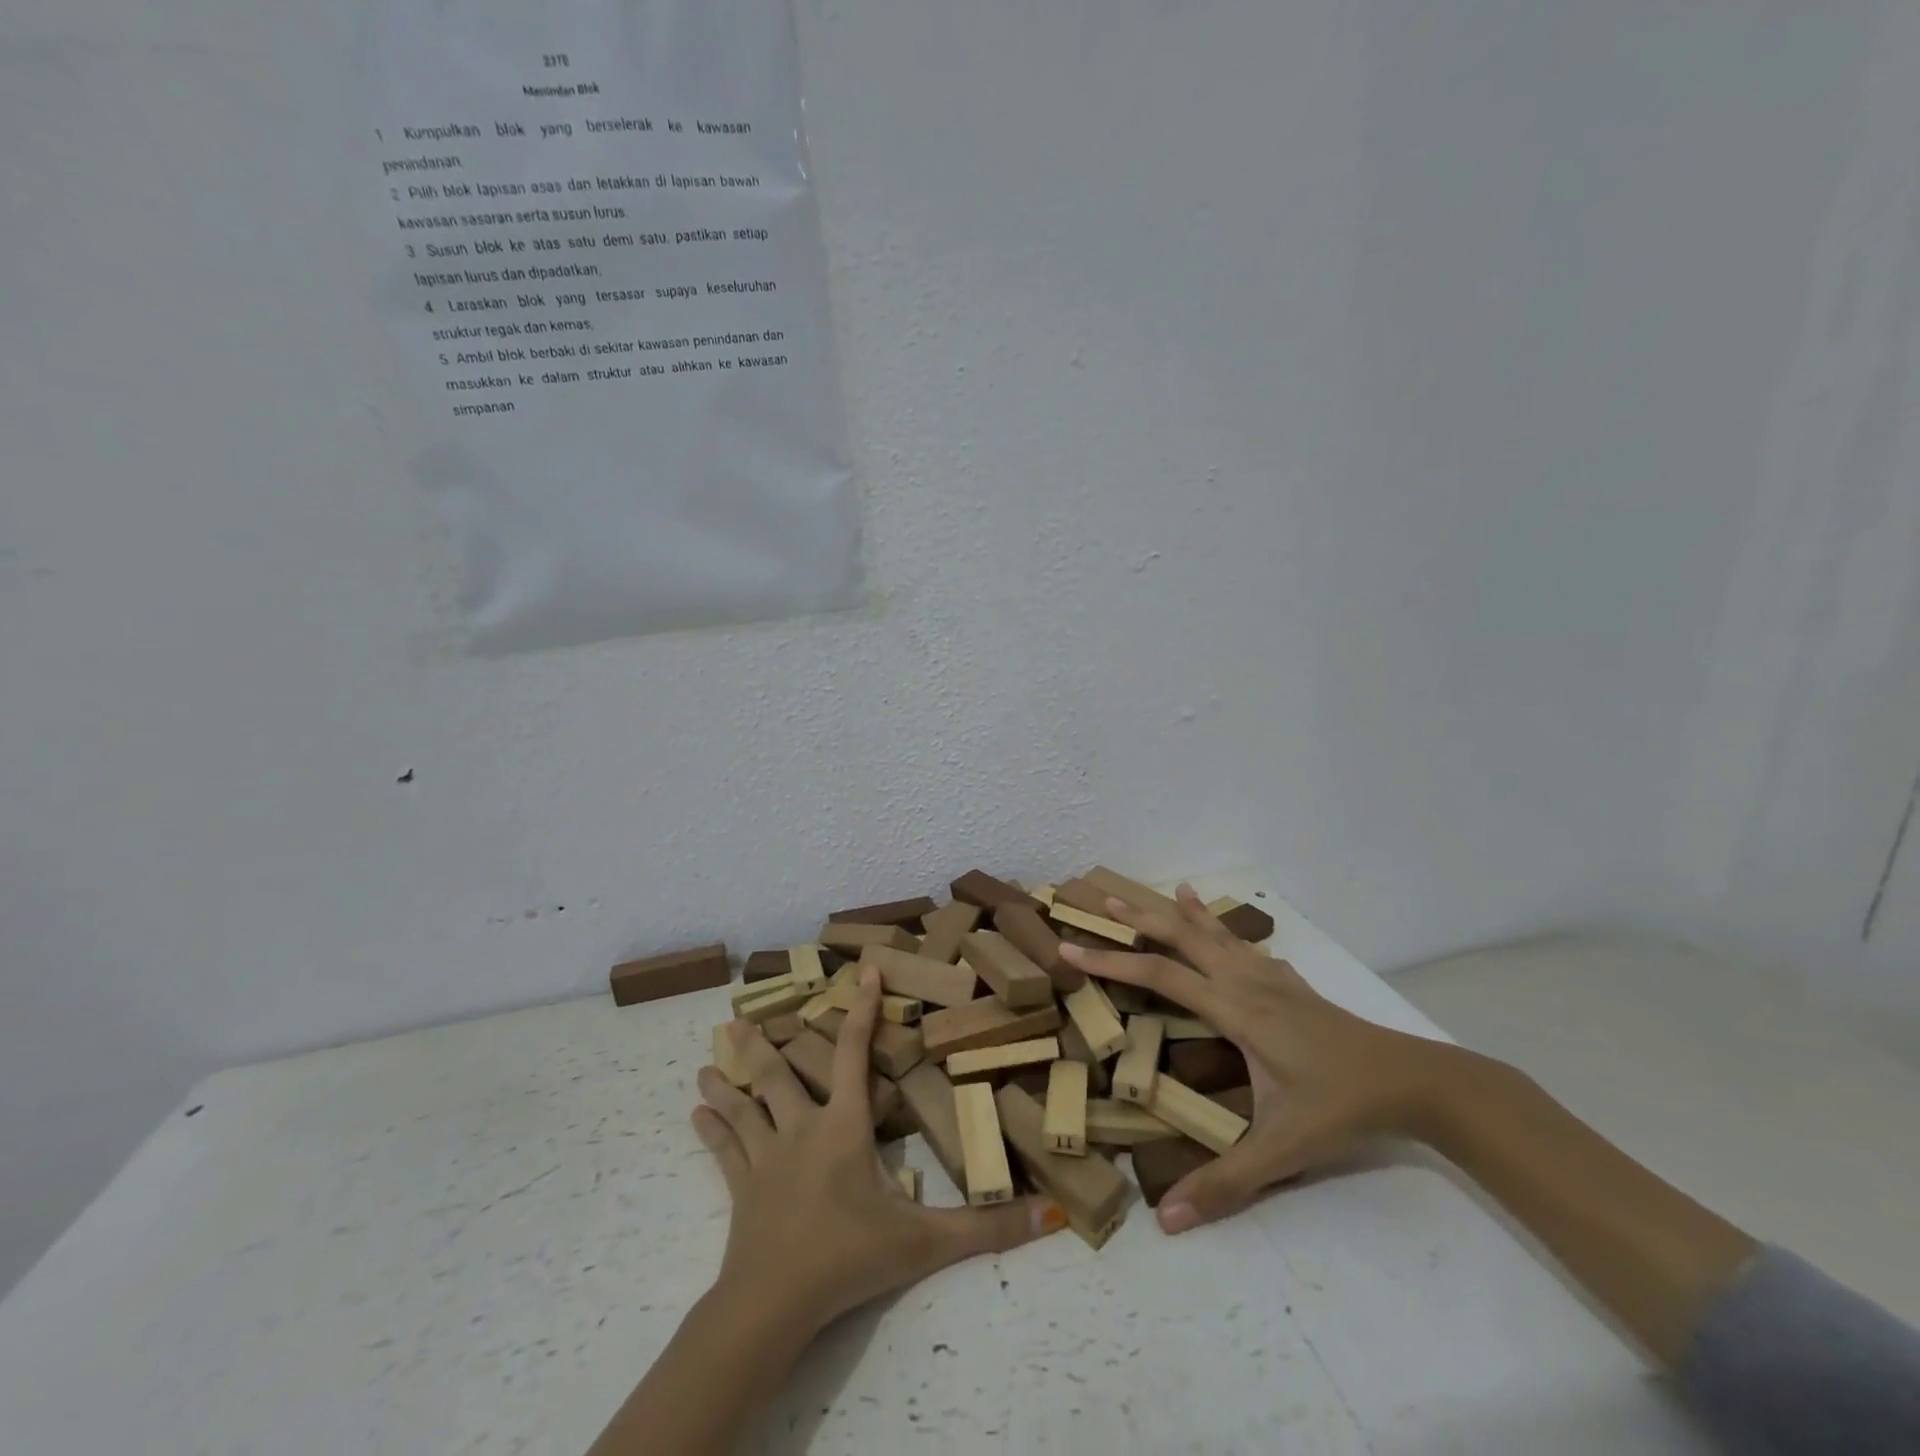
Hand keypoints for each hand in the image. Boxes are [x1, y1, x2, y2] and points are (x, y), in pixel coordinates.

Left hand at [694, 967, 1064, 1334]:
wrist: (772, 1304)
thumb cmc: (848, 1259)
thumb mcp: (924, 1243)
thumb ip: (986, 1229)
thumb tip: (1049, 1212)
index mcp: (843, 1126)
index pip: (854, 1054)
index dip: (861, 1010)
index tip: (863, 972)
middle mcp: (801, 1128)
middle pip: (779, 1075)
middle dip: (762, 1044)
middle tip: (737, 1018)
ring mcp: (765, 1158)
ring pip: (744, 1107)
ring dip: (726, 1083)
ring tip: (706, 1060)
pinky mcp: (741, 1189)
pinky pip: (724, 1151)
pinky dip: (711, 1130)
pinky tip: (692, 1114)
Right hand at [1059, 886, 1454, 1235]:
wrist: (1408, 1080)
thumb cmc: (1339, 1107)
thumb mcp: (1281, 1149)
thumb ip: (1226, 1183)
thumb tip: (1166, 1220)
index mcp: (1234, 1010)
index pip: (1159, 976)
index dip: (1110, 962)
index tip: (1070, 949)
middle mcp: (1245, 980)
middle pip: (1183, 936)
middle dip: (1140, 918)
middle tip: (1104, 900)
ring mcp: (1270, 976)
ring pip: (1215, 932)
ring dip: (1181, 912)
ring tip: (1159, 891)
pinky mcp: (1289, 981)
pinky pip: (1243, 942)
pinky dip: (1220, 924)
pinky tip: (1218, 921)